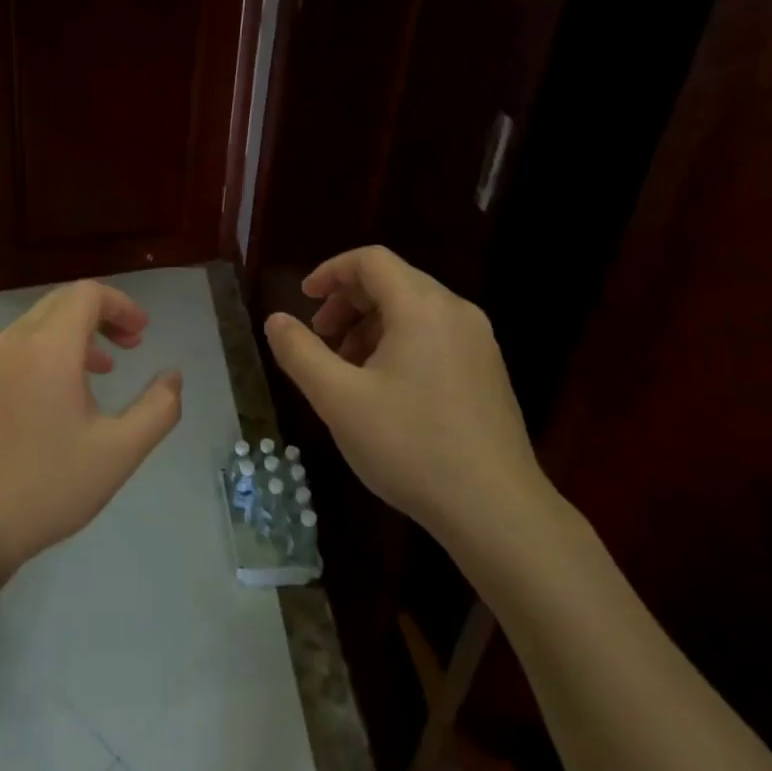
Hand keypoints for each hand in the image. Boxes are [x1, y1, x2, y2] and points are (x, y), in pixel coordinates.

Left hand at [0, 280, 183, 580]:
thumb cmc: (48, 486)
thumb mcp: (118, 453)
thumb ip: (158, 409)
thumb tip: (173, 377)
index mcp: (48, 348)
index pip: (87, 294)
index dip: (121, 305)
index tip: (141, 333)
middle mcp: (11, 343)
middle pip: (60, 304)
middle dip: (99, 316)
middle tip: (127, 347)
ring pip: (33, 328)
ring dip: (70, 338)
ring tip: (97, 373)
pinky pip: (10, 353)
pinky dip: (40, 356)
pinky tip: (50, 400)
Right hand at [262, 246, 559, 560]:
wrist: (496, 509)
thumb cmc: (409, 445)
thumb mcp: (338, 398)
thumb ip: (300, 352)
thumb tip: (276, 320)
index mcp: (422, 307)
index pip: (371, 261)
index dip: (330, 272)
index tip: (303, 299)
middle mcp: (456, 313)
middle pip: (393, 282)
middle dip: (347, 302)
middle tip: (319, 339)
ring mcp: (478, 343)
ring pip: (413, 311)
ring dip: (370, 325)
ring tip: (345, 369)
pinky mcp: (487, 371)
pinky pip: (434, 335)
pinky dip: (398, 343)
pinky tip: (383, 389)